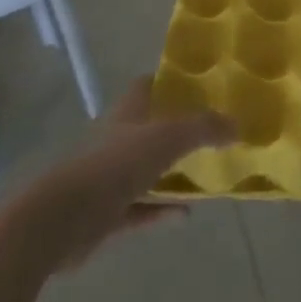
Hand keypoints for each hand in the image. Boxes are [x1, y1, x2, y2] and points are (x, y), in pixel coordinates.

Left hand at [23, 77, 234, 270]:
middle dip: (175, 128)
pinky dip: (162, 209)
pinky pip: (142, 209)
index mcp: (128, 114)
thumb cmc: (116, 166)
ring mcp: (110, 178)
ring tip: (205, 172)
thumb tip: (236, 125)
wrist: (64, 219)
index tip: (198, 84)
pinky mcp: (106, 215)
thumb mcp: (168, 138)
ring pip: (146, 170)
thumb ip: (204, 128)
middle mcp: (117, 140)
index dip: (168, 82)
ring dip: (171, 172)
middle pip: (148, 128)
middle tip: (210, 131)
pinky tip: (185, 213)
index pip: (146, 86)